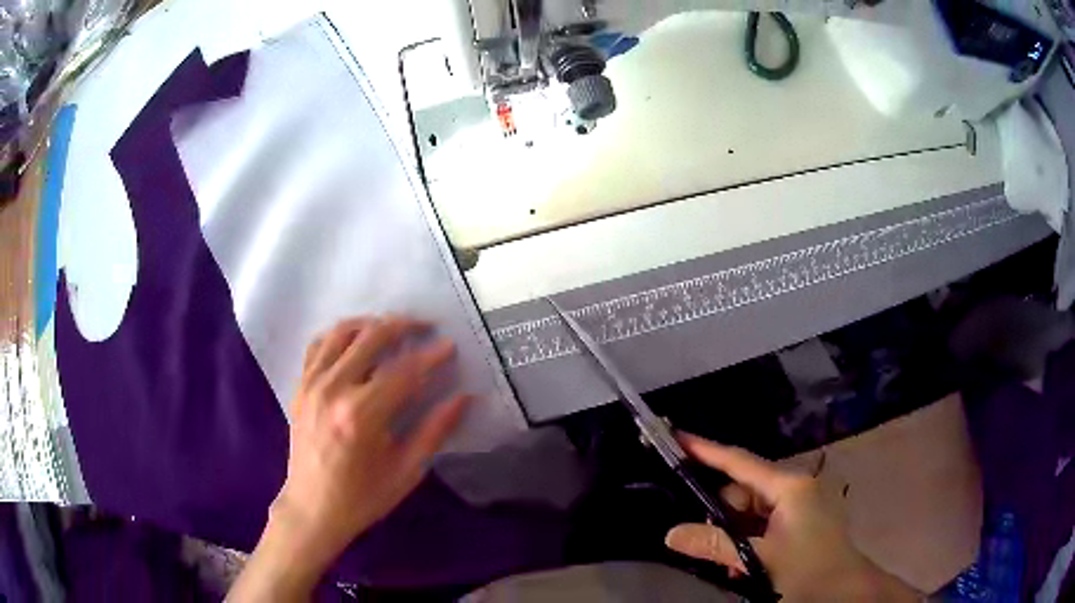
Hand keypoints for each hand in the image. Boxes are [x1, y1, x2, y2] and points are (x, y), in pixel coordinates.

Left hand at [229, 317, 469, 601]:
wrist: (312, 508)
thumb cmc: (363, 497)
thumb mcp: (406, 470)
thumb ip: (435, 431)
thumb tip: (464, 398)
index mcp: (362, 415)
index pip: (404, 371)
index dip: (431, 355)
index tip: (450, 346)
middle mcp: (334, 390)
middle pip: (371, 338)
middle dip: (403, 326)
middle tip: (426, 326)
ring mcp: (312, 384)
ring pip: (342, 332)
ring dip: (371, 323)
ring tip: (393, 327)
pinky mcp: (300, 386)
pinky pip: (319, 344)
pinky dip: (339, 334)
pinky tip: (355, 339)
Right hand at [664, 434, 920, 601]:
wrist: (846, 591)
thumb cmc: (808, 569)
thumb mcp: (759, 559)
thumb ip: (716, 545)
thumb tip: (670, 534)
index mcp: (790, 486)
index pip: (740, 462)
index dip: (707, 450)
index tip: (678, 438)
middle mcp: (796, 487)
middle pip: (743, 491)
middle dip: (723, 517)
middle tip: (713, 548)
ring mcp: (801, 503)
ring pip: (752, 511)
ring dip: (736, 535)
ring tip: (734, 565)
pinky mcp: (803, 520)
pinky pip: (765, 522)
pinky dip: (750, 540)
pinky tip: (747, 564)